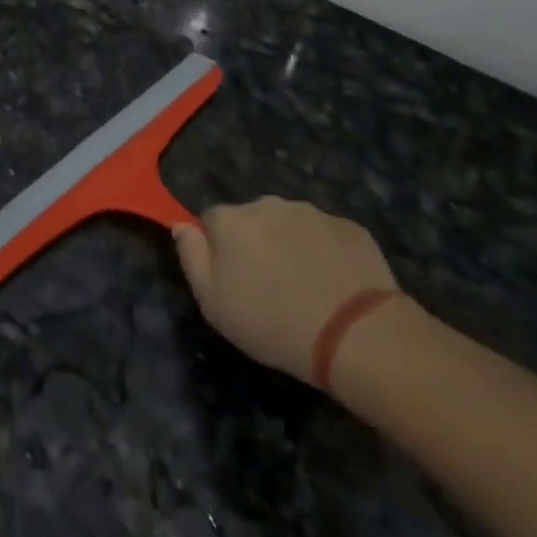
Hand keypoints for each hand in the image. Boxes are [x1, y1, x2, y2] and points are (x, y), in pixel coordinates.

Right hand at [173, 198, 398, 385]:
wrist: (355, 332)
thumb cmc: (272, 322)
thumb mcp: (213, 303)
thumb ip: (191, 257)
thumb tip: (181, 225)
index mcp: (230, 219)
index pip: (211, 221)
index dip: (219, 250)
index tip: (232, 281)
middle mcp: (267, 204)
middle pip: (252, 219)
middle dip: (256, 244)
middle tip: (270, 287)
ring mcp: (311, 212)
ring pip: (290, 225)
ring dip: (291, 246)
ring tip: (306, 289)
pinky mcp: (348, 227)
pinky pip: (327, 236)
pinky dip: (326, 254)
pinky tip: (335, 286)